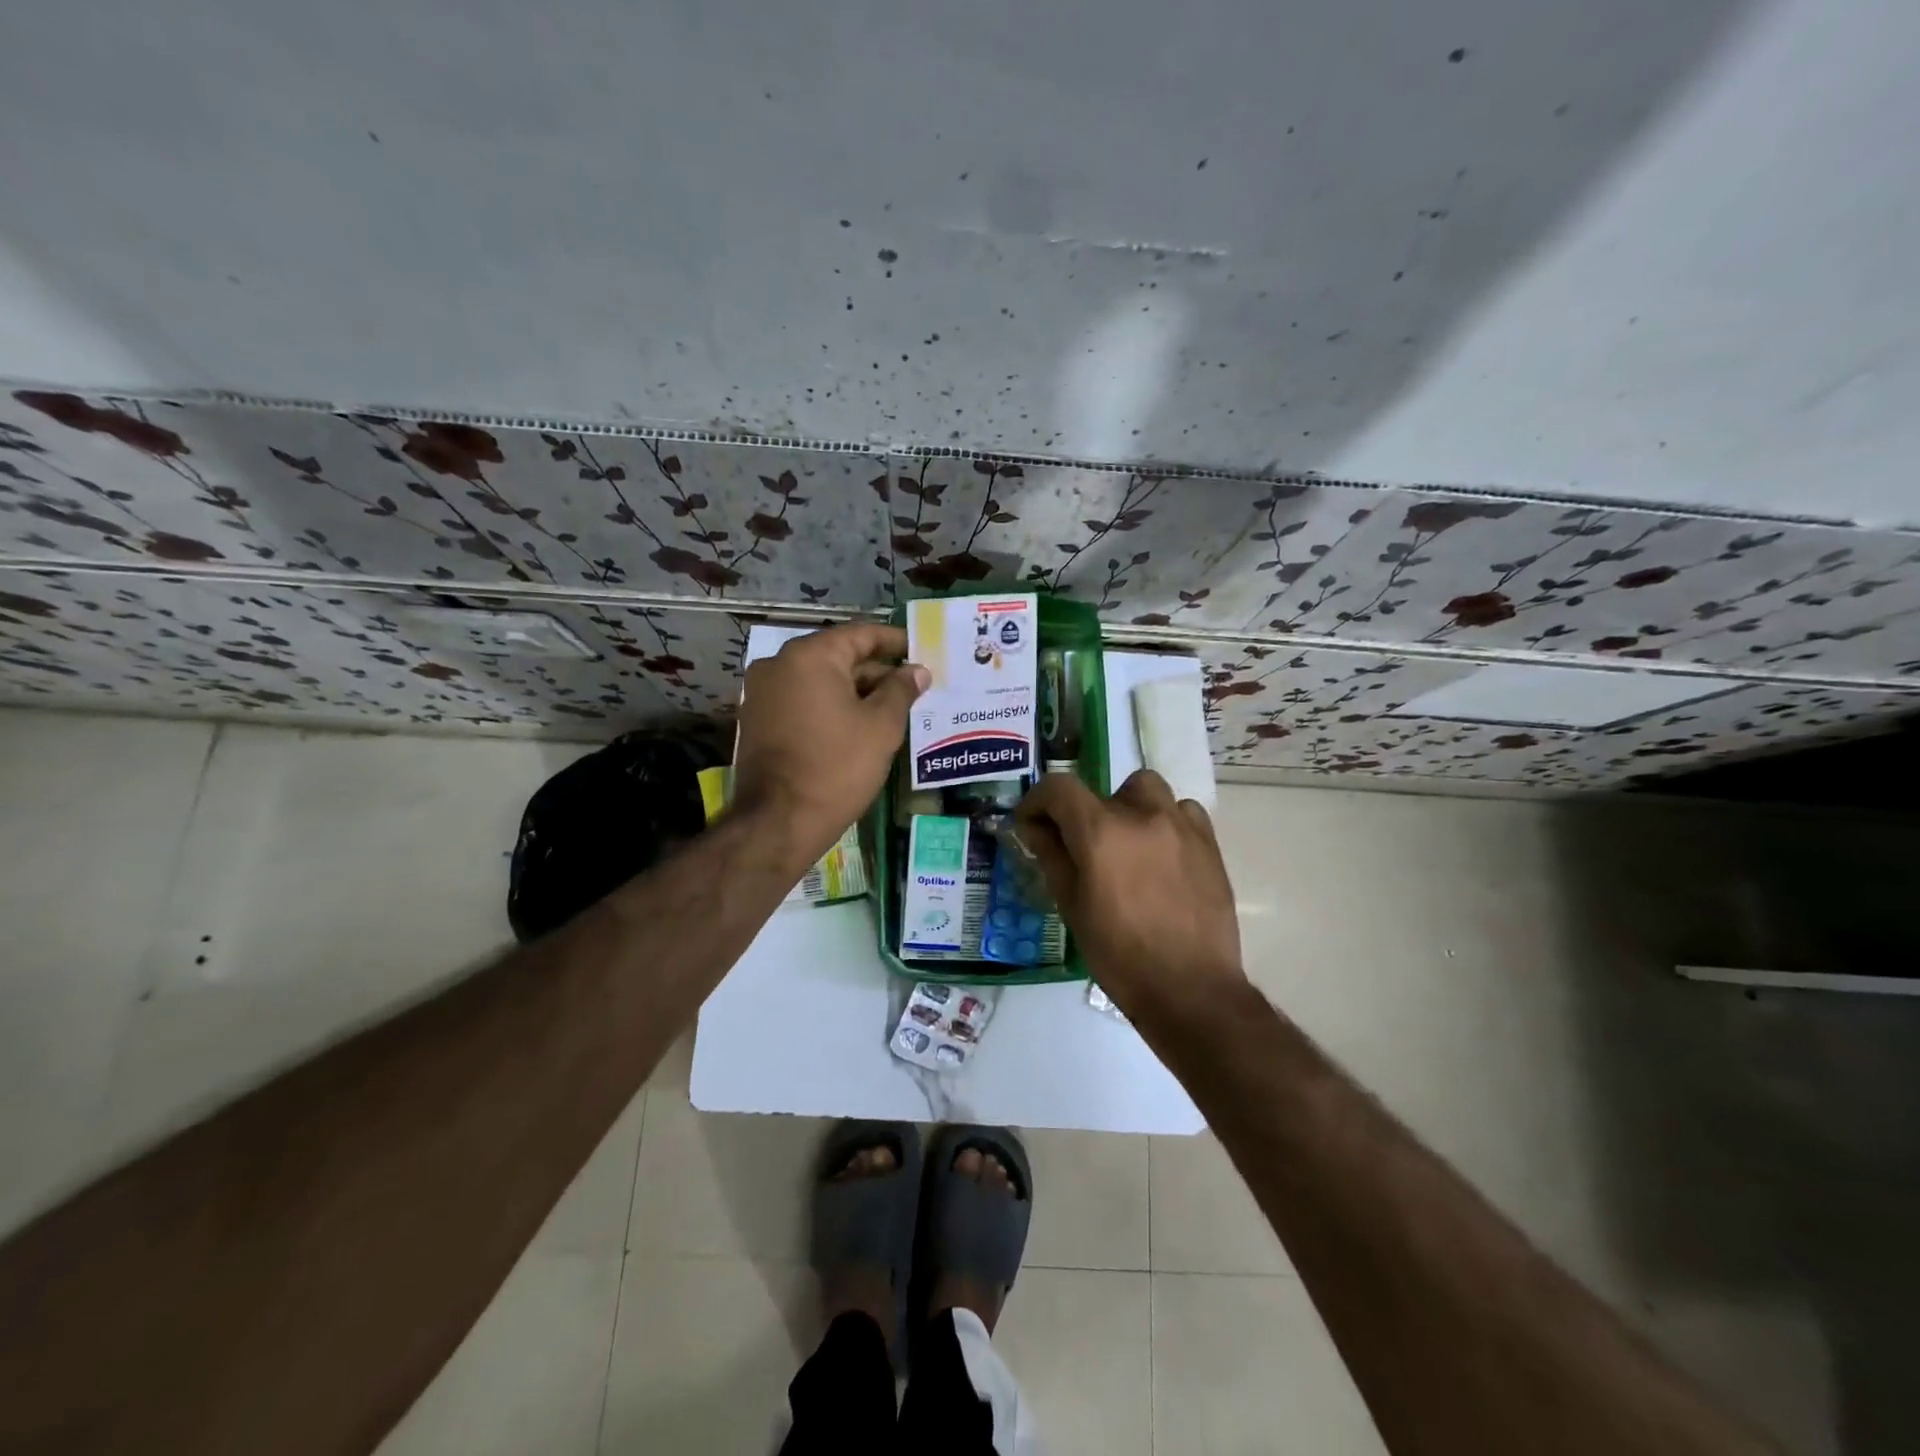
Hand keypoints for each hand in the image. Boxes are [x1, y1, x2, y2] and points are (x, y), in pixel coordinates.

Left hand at [731, 623, 928, 869]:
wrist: (779, 821)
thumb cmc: (837, 766)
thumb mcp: (881, 727)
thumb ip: (901, 691)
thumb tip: (917, 671)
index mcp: (809, 656)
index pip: (860, 634)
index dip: (893, 641)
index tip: (919, 650)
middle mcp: (779, 664)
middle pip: (837, 657)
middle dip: (875, 670)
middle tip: (911, 685)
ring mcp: (762, 693)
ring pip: (819, 681)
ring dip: (854, 691)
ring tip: (891, 707)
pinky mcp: (757, 720)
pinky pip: (802, 701)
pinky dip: (830, 706)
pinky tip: (858, 724)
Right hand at [1015, 770, 1245, 1017]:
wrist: (1190, 989)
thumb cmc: (1119, 955)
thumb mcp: (1072, 906)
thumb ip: (1052, 856)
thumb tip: (1036, 827)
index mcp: (1101, 831)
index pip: (1059, 788)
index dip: (1038, 801)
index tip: (1032, 824)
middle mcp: (1142, 815)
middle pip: (1103, 789)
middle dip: (1084, 811)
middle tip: (1083, 847)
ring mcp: (1181, 825)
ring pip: (1147, 791)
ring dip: (1128, 808)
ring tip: (1127, 845)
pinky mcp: (1209, 843)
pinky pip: (1183, 811)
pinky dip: (1165, 821)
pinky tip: (1161, 854)